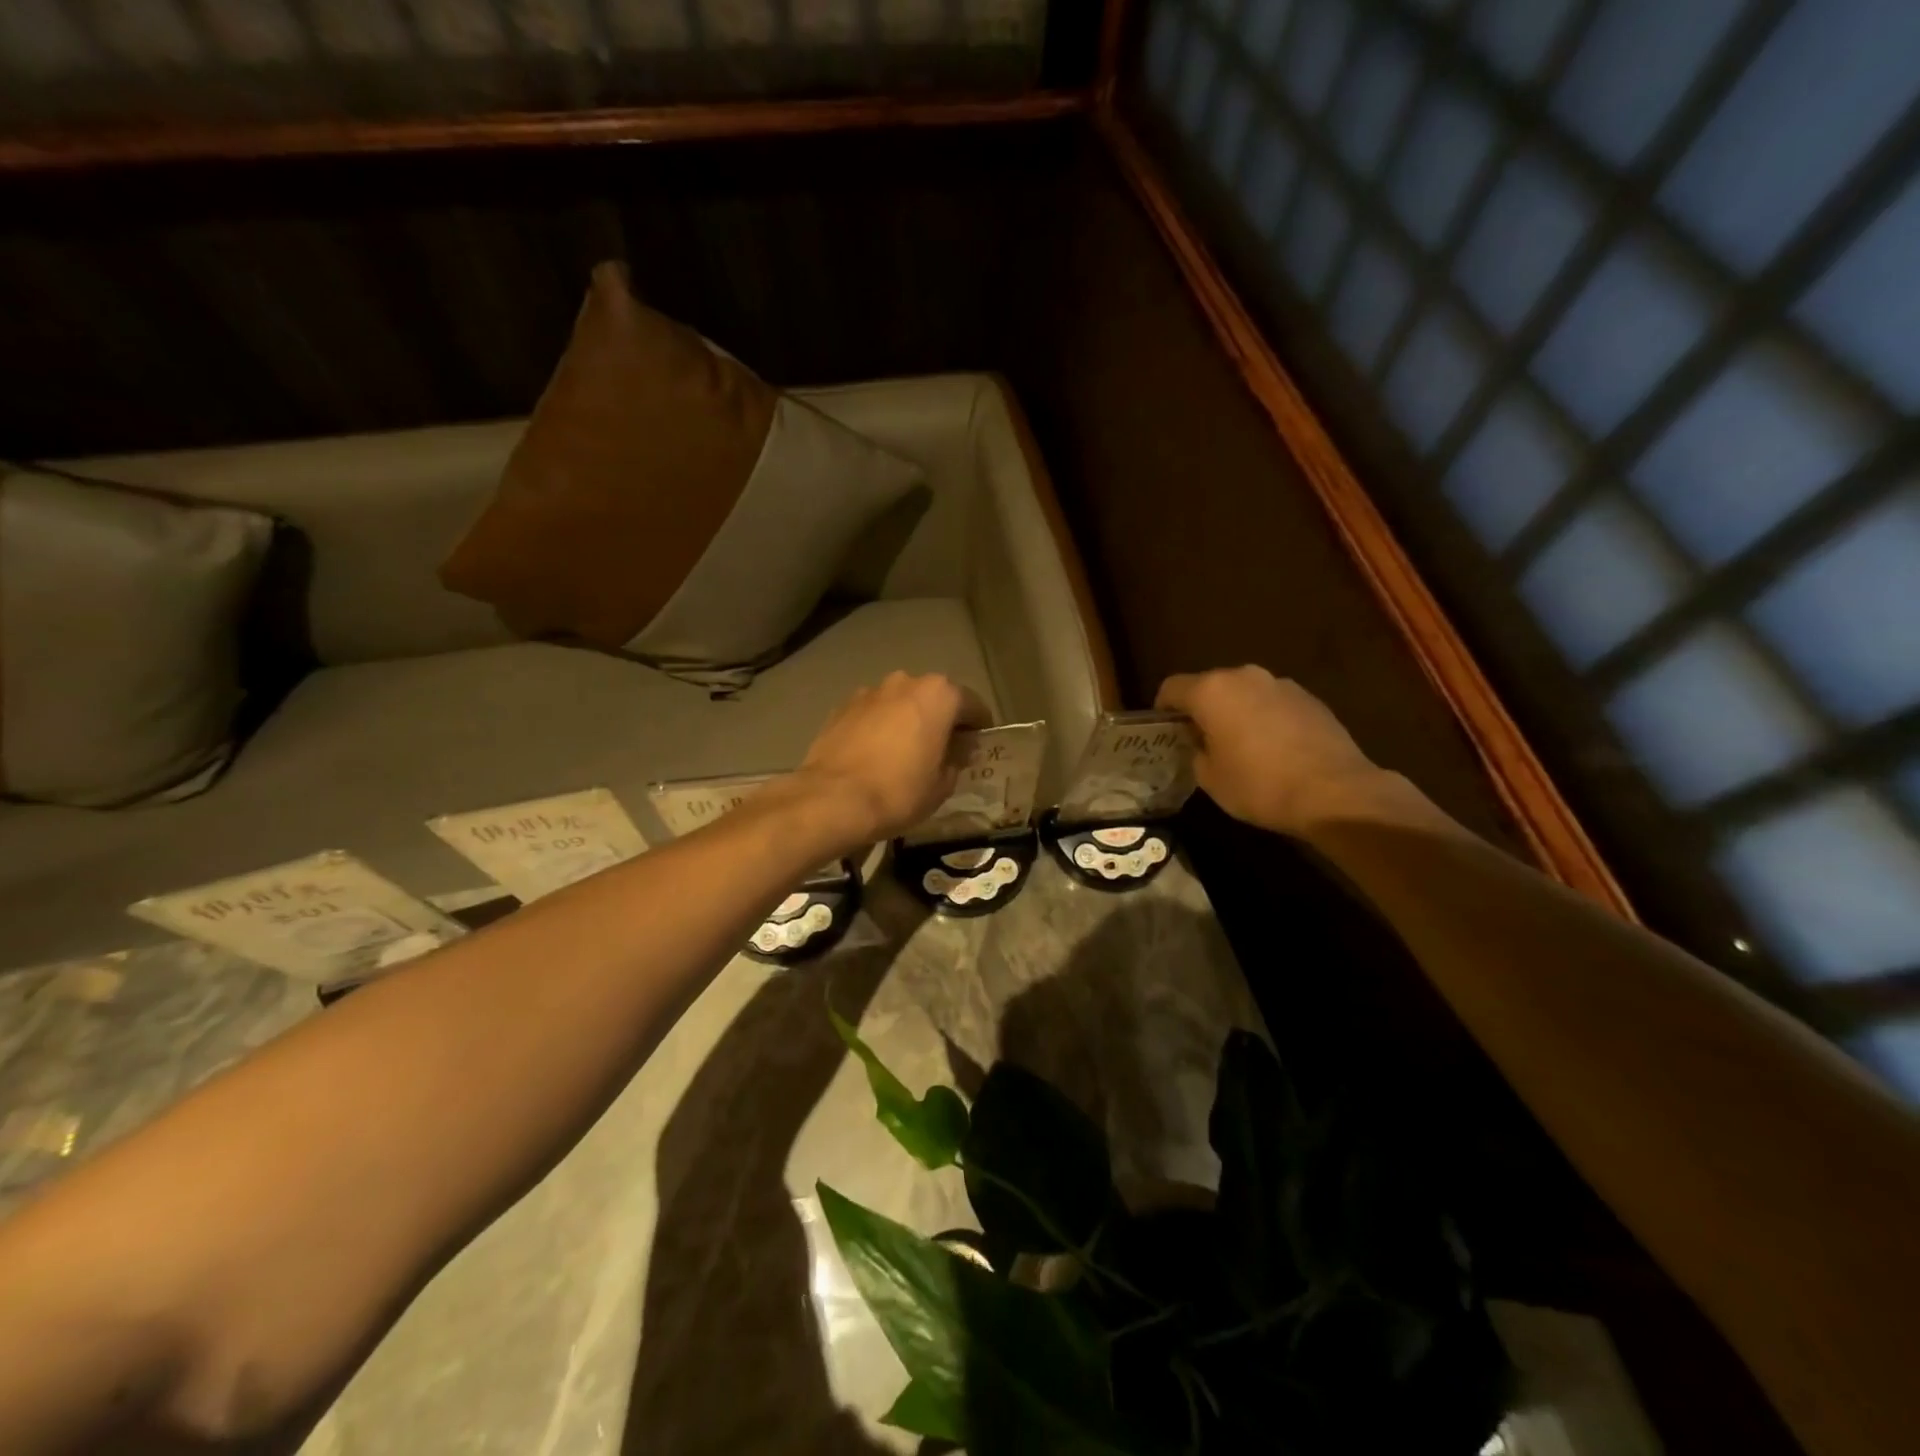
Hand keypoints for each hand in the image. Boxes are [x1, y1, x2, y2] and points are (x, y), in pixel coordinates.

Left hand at [793, 672, 989, 848]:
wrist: (833, 799)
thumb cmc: (899, 791)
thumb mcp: (942, 785)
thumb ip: (956, 759)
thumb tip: (957, 750)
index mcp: (939, 695)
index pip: (972, 705)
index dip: (979, 727)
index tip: (978, 745)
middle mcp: (906, 682)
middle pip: (934, 698)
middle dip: (941, 719)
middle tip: (943, 749)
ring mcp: (870, 691)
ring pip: (900, 703)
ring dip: (908, 720)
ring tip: (905, 752)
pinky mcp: (841, 706)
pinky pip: (873, 714)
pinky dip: (880, 727)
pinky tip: (876, 754)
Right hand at [1156, 666, 1380, 836]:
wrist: (1335, 793)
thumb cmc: (1260, 785)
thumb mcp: (1210, 778)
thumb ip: (1197, 752)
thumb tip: (1203, 744)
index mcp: (1212, 691)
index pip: (1172, 688)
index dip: (1163, 709)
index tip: (1166, 732)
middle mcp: (1244, 676)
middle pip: (1210, 686)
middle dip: (1202, 709)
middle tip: (1202, 741)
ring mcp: (1281, 684)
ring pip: (1244, 693)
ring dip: (1236, 712)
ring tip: (1241, 746)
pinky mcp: (1309, 698)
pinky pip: (1273, 703)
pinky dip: (1265, 718)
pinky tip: (1273, 749)